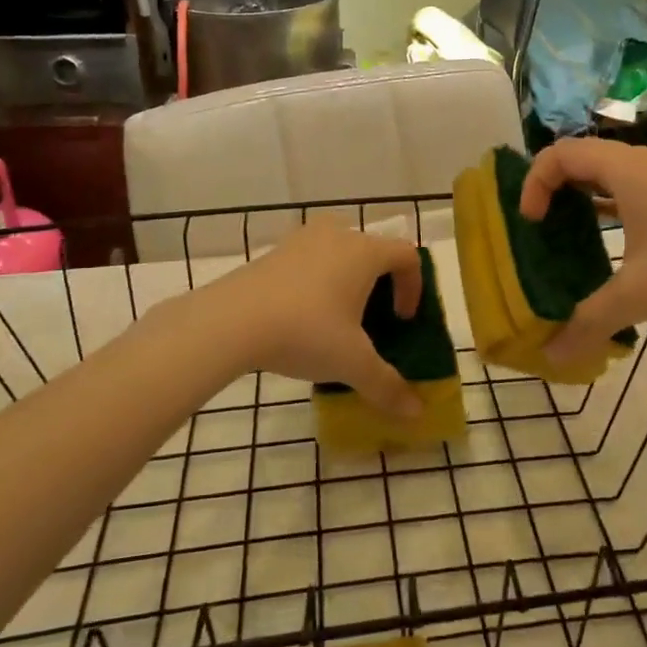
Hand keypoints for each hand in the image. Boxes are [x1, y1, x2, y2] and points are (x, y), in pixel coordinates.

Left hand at [206, 220, 423, 418]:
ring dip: (347, 280)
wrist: (230, 321)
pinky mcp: (273, 252)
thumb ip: (386, 385)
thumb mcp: (352, 363)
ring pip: (339, 252)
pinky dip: (317, 281)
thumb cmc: (305, 332)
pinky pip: (309, 260)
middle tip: (373, 319)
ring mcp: (301, 239)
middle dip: (380, 283)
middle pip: (373, 250)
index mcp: (365, 251)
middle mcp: (337, 234)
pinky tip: (303, 317)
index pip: (407, 256)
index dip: (414, 287)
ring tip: (337, 317)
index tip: (402, 320)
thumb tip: (416, 412)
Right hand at [520, 139, 646, 361]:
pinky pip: (643, 190)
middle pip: (588, 158)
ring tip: (574, 234)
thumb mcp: (639, 296)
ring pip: (618, 174)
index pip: (563, 153)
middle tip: (543, 226)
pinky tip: (622, 245)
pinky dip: (619, 208)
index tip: (531, 223)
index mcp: (630, 171)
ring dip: (589, 197)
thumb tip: (551, 357)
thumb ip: (588, 322)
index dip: (535, 182)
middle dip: (557, 188)